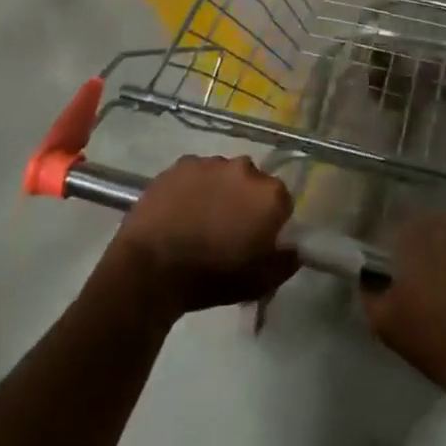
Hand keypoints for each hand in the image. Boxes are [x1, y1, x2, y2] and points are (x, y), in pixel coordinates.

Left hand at [111, 155, 297, 316]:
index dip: (270, 222)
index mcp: (270, 195)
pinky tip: (179, 211)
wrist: (150, 269)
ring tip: (199, 221)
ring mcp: (211, 163)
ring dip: (219, 192)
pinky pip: (195, 174)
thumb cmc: (211, 277)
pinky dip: (192, 188)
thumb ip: (285, 262)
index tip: (256, 240)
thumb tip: (294, 249)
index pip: (282, 203)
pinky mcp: (181, 164)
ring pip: (223, 176)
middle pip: (253, 184)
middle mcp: (246, 169)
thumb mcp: (258, 283)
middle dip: (245, 202)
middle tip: (227, 230)